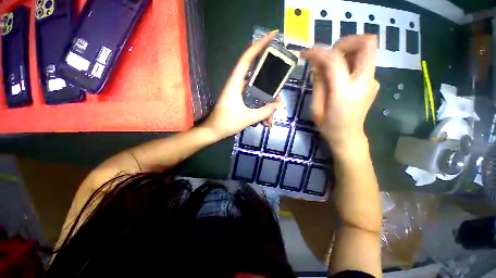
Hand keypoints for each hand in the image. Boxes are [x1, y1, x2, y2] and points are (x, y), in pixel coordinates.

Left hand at [202, 31, 283, 138]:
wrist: (214, 131)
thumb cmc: (227, 123)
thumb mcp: (248, 118)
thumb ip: (264, 112)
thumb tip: (278, 105)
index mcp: (235, 84)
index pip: (247, 59)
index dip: (258, 46)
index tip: (272, 36)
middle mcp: (238, 85)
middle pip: (257, 78)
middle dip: (270, 87)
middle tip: (279, 95)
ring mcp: (240, 93)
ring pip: (257, 93)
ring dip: (265, 106)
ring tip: (270, 120)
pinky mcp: (241, 100)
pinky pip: (254, 101)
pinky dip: (261, 110)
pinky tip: (265, 122)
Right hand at [302, 35, 379, 150]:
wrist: (348, 136)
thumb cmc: (329, 125)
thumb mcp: (316, 107)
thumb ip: (318, 83)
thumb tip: (317, 64)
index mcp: (346, 92)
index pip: (335, 60)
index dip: (319, 52)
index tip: (307, 52)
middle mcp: (365, 81)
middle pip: (367, 43)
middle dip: (345, 42)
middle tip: (327, 54)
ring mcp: (372, 80)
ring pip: (367, 50)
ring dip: (347, 50)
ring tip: (330, 65)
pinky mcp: (372, 82)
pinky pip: (363, 62)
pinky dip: (349, 61)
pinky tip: (338, 75)